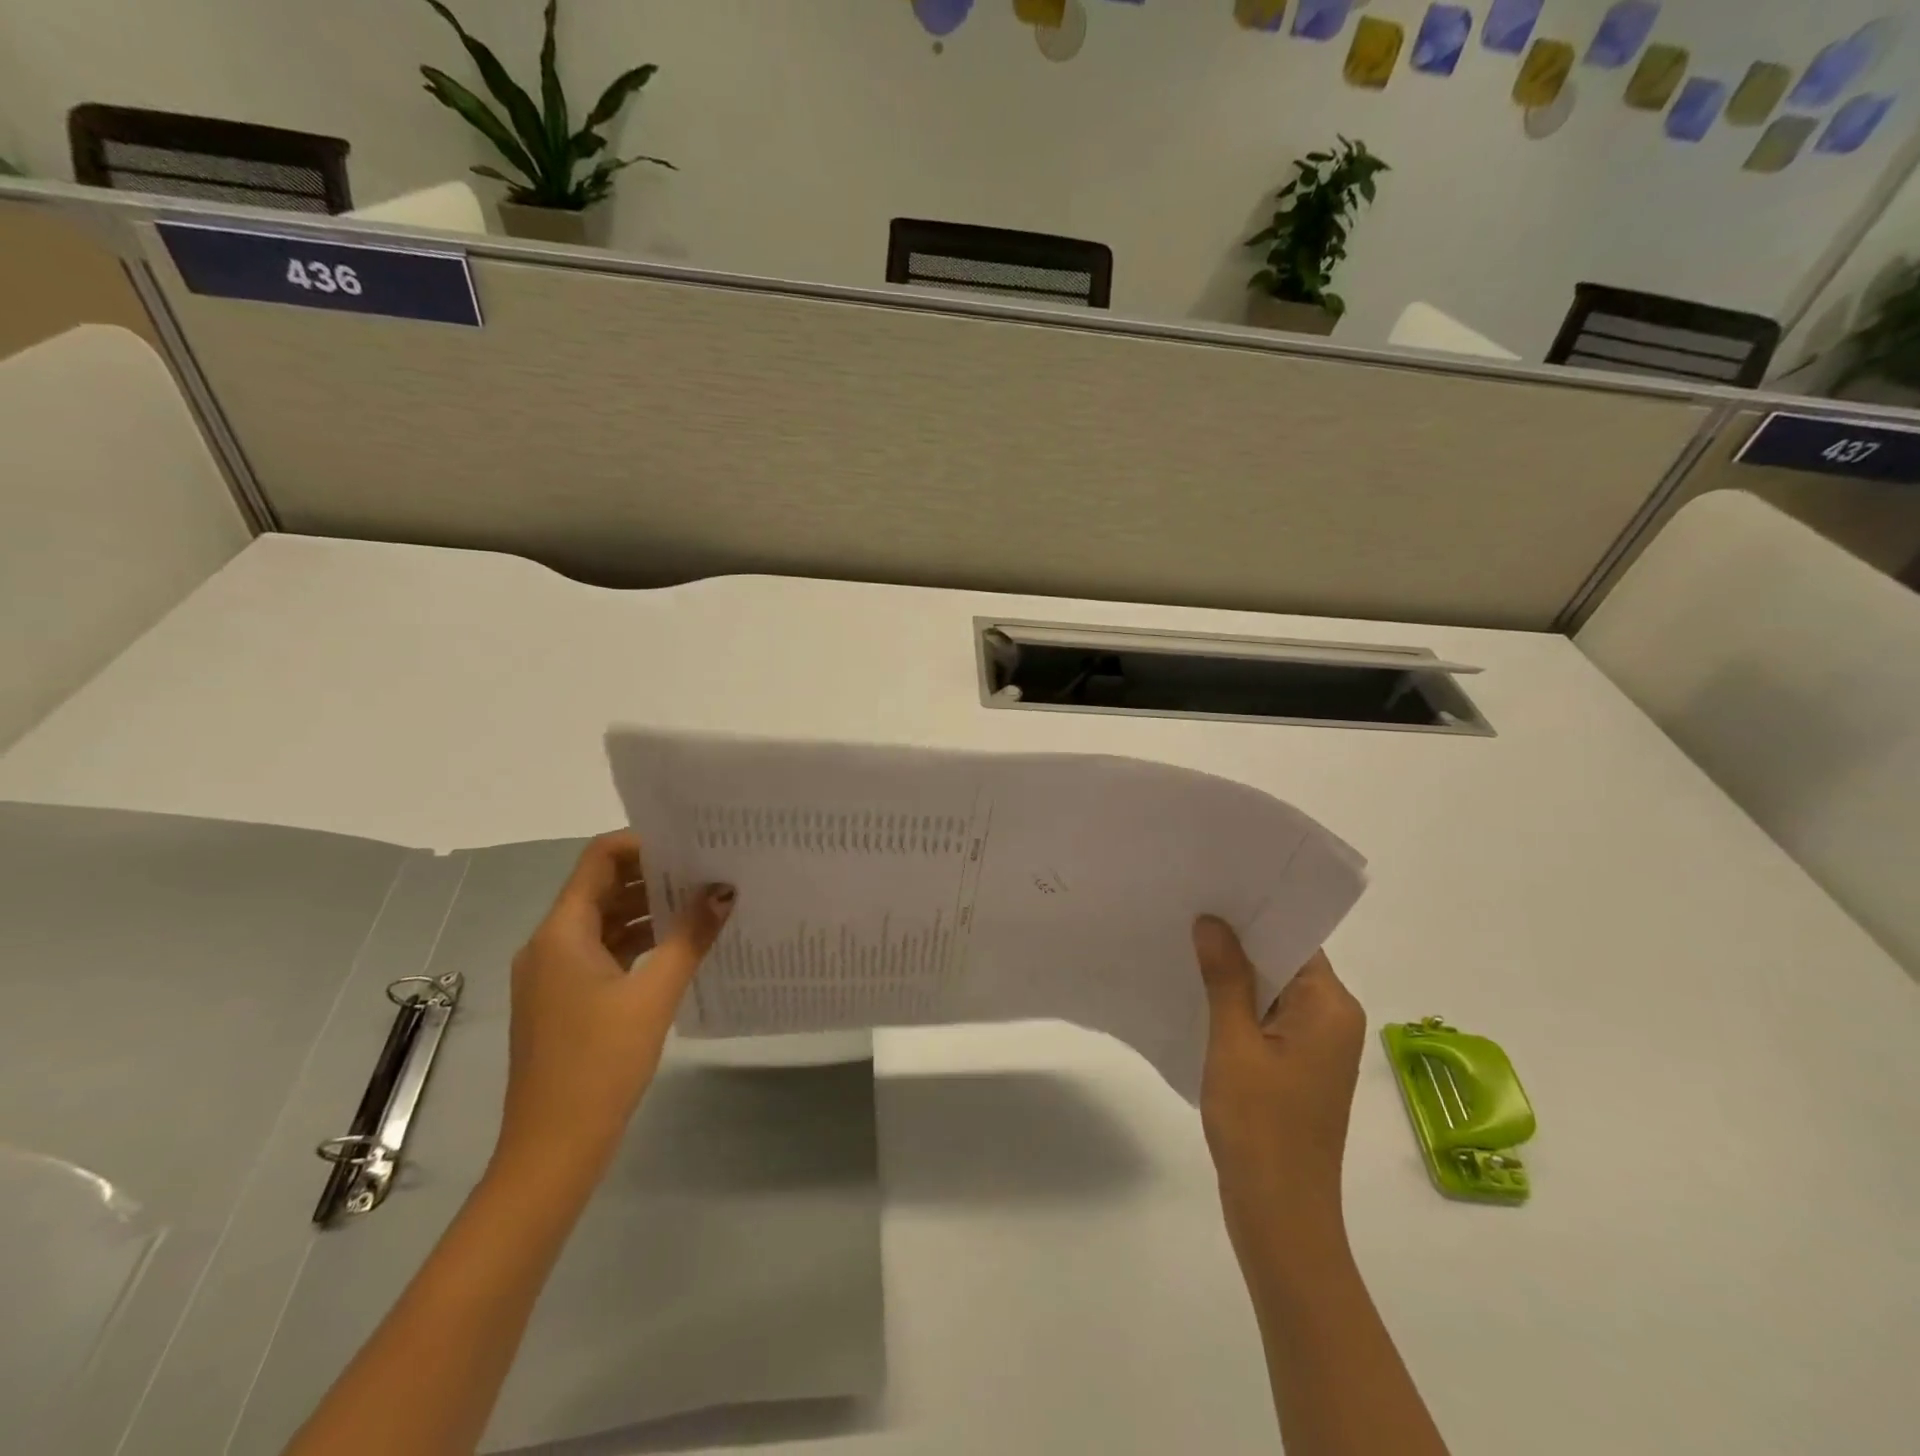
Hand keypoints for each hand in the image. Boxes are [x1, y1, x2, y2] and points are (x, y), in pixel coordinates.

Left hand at [493, 832, 733, 1186]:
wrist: (552, 1151)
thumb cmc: (599, 1064)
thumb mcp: (653, 995)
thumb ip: (689, 937)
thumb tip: (723, 890)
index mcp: (561, 933)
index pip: (598, 859)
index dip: (642, 844)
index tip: (690, 845)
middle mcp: (550, 944)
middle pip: (601, 887)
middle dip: (653, 875)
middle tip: (707, 870)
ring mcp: (554, 975)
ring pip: (604, 922)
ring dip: (648, 909)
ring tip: (702, 903)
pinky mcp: (564, 1001)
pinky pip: (603, 952)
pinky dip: (638, 942)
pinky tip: (679, 948)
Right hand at [1193, 917, 1365, 1249]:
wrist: (1279, 1215)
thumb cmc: (1260, 1125)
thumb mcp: (1234, 1043)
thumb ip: (1226, 977)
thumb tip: (1212, 921)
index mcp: (1331, 1007)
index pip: (1295, 938)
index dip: (1254, 913)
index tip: (1211, 888)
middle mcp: (1334, 1019)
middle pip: (1285, 961)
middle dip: (1238, 940)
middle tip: (1187, 909)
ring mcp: (1317, 1046)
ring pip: (1274, 990)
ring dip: (1235, 973)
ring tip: (1185, 943)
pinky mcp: (1299, 1067)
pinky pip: (1269, 1018)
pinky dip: (1239, 1005)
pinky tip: (1198, 993)